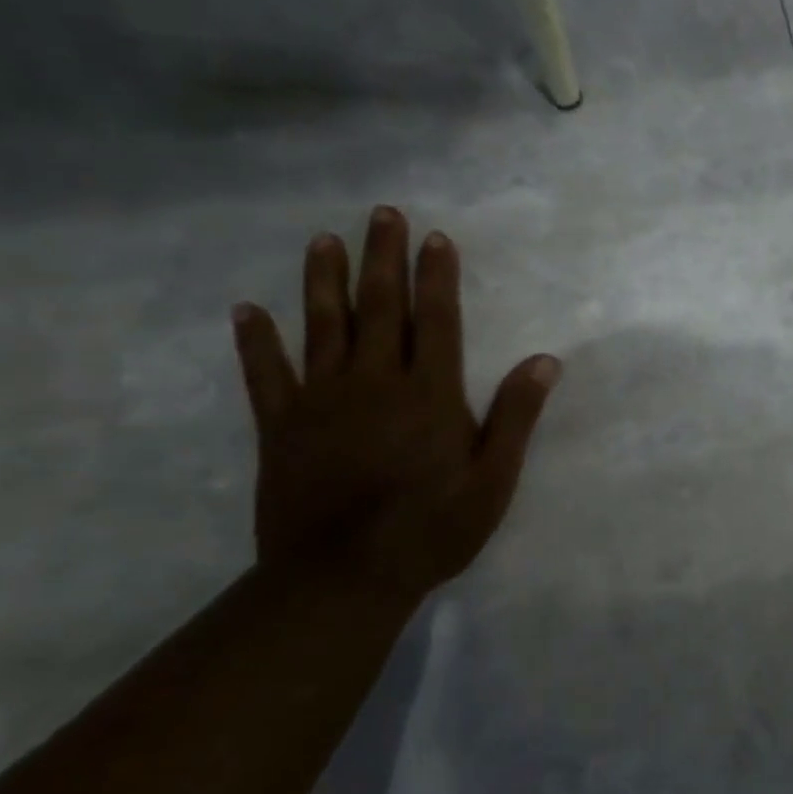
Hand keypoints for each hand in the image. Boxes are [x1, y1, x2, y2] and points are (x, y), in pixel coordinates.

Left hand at [229, 206, 560, 603]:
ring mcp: (322, 401)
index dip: (437, 276)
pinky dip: (256, 342)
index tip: (436, 238)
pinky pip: (266, 375)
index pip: (437, 320)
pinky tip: (247, 311)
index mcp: (430, 394)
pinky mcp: (282, 428)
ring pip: (324, 327)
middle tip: (382, 214)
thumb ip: (516, 416)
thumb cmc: (431, 529)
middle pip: (381, 308)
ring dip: (324, 281)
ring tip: (323, 240)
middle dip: (384, 258)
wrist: (342, 579)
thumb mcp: (493, 479)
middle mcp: (375, 383)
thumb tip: (544, 360)